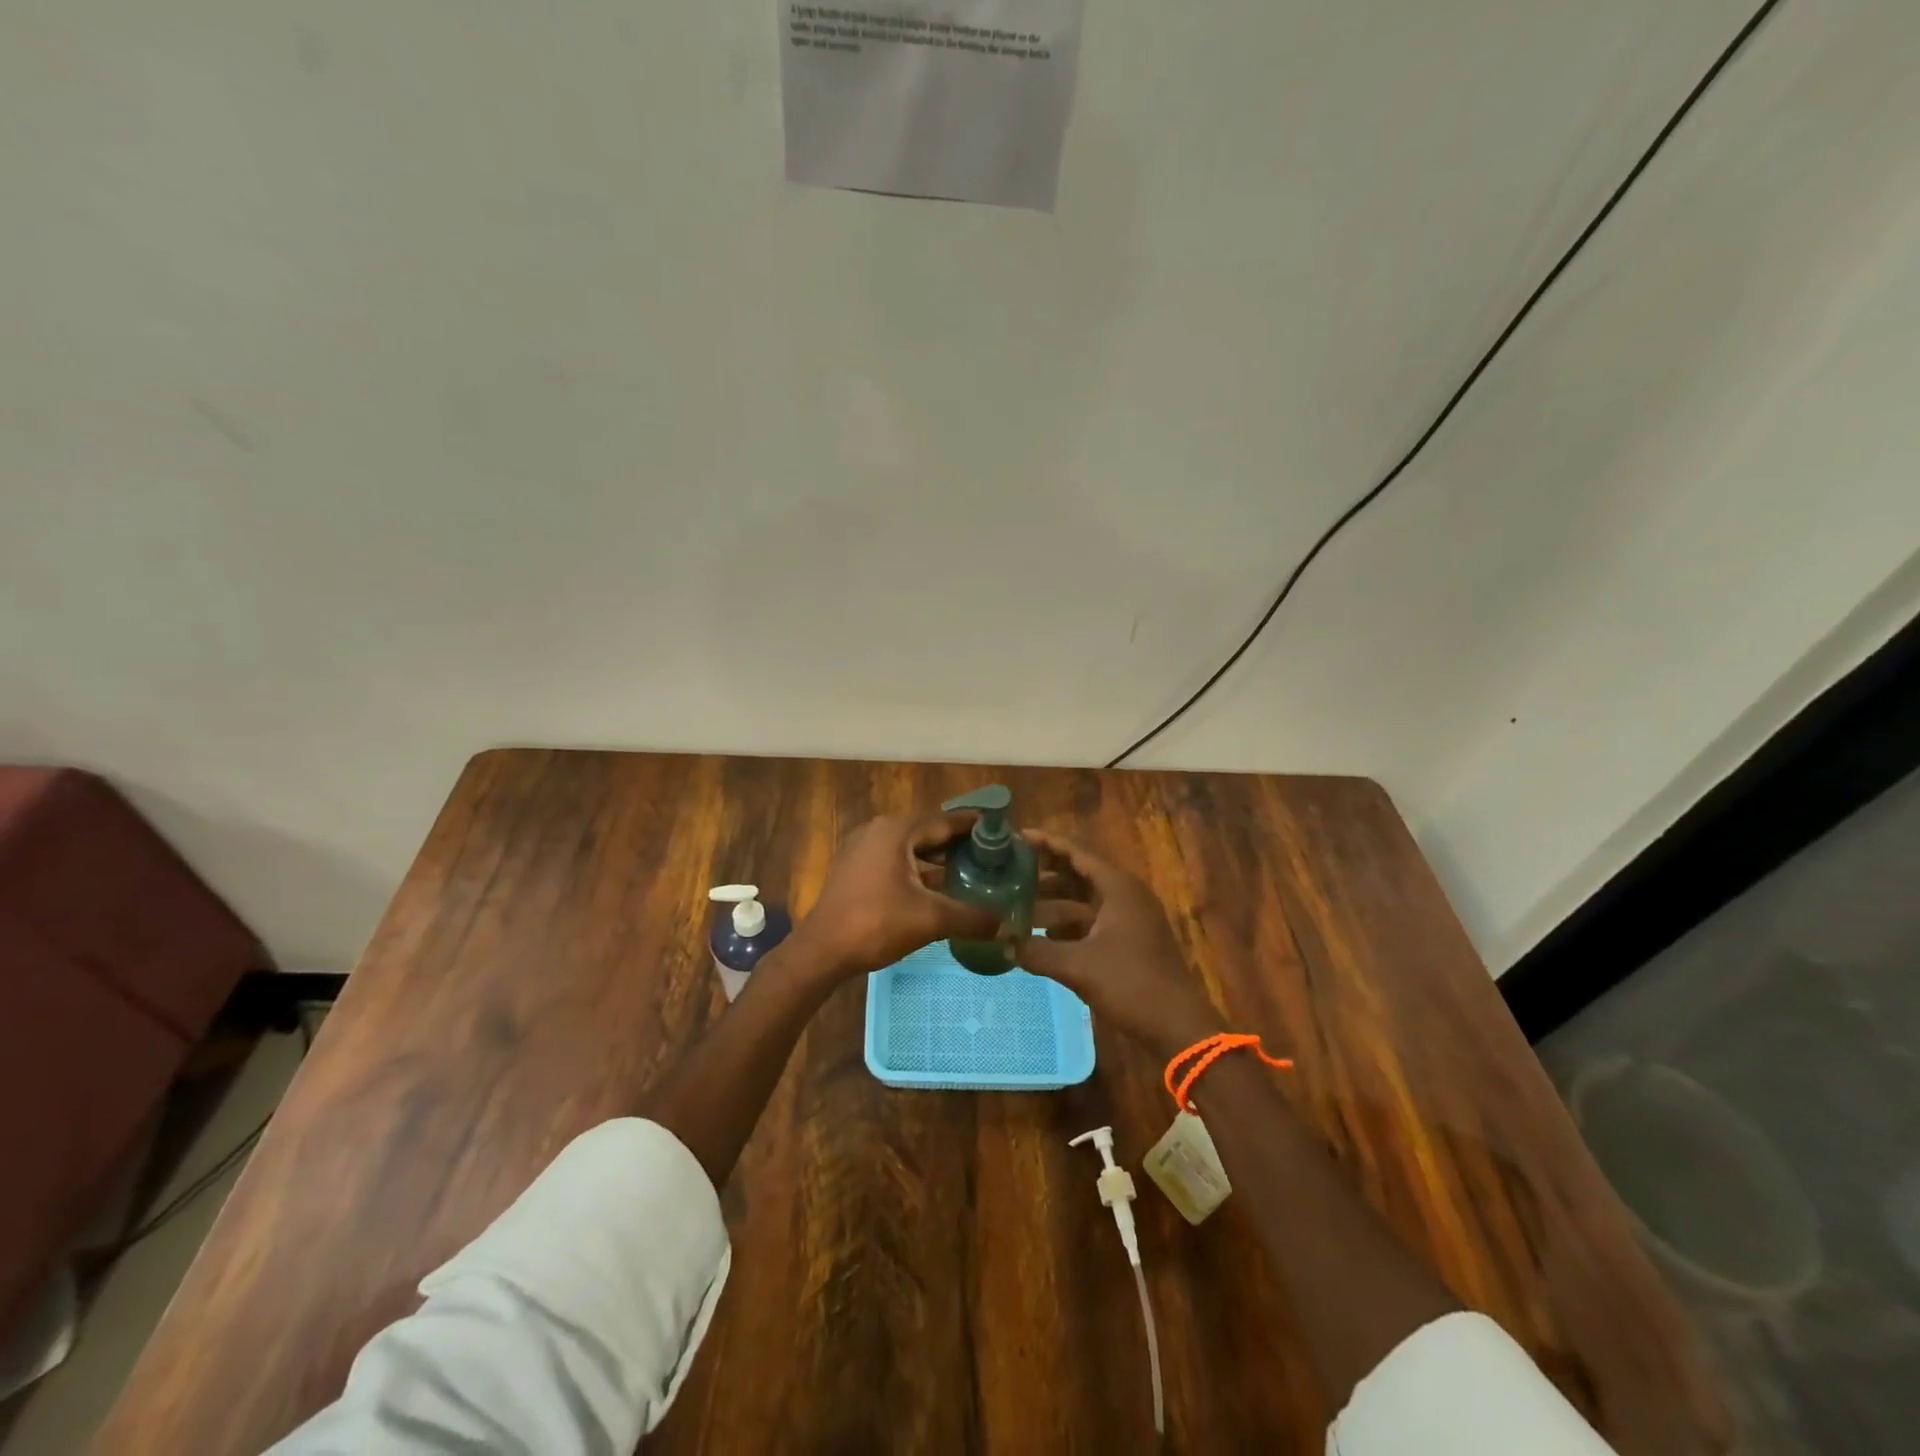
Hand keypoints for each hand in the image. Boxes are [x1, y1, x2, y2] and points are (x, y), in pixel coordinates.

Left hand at [786, 812, 999, 981]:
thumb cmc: (875, 924)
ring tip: (972, 872)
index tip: (1004, 833)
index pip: (946, 820)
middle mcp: (879, 830)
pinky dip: (919, 870)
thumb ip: (972, 917)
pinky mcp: (855, 868)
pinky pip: (896, 860)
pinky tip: (938, 889)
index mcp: (897, 830)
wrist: (821, 952)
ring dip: (939, 859)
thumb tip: (1007, 924)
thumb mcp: (931, 919)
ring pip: (912, 848)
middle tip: (994, 857)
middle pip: (929, 832)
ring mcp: (863, 848)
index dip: (977, 827)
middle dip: (960, 844)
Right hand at [1016, 831, 1224, 1059]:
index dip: (1046, 843)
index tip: (1016, 837)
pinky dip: (1066, 924)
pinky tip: (1040, 936)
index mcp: (1118, 887)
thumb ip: (1037, 951)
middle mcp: (1125, 895)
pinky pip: (1091, 921)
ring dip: (1053, 902)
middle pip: (1079, 873)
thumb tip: (1002, 942)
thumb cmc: (1131, 985)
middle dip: (1045, 873)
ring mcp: (1129, 919)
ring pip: (1084, 900)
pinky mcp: (1128, 941)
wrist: (1178, 1027)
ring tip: (1017, 905)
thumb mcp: (1079, 966)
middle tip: (1010, 871)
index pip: (1076, 852)